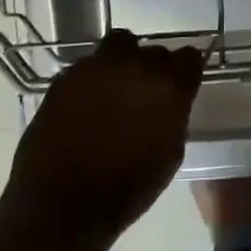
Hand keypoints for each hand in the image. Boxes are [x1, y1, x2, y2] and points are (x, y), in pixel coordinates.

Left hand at [5, 31, 204, 243]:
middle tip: (144, 94)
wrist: (61, 205)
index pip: (189, 57)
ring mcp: (97, 67)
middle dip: (153, 69)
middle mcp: (135, 66)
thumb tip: (169, 103)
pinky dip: (92, 78)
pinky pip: (88, 65)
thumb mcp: (170, 155)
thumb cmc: (126, 189)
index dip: (185, 71)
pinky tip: (86, 104)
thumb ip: (174, 116)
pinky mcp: (66, 76)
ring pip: (119, 45)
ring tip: (114, 89)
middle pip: (154, 51)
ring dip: (122, 62)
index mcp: (168, 86)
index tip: (181, 85)